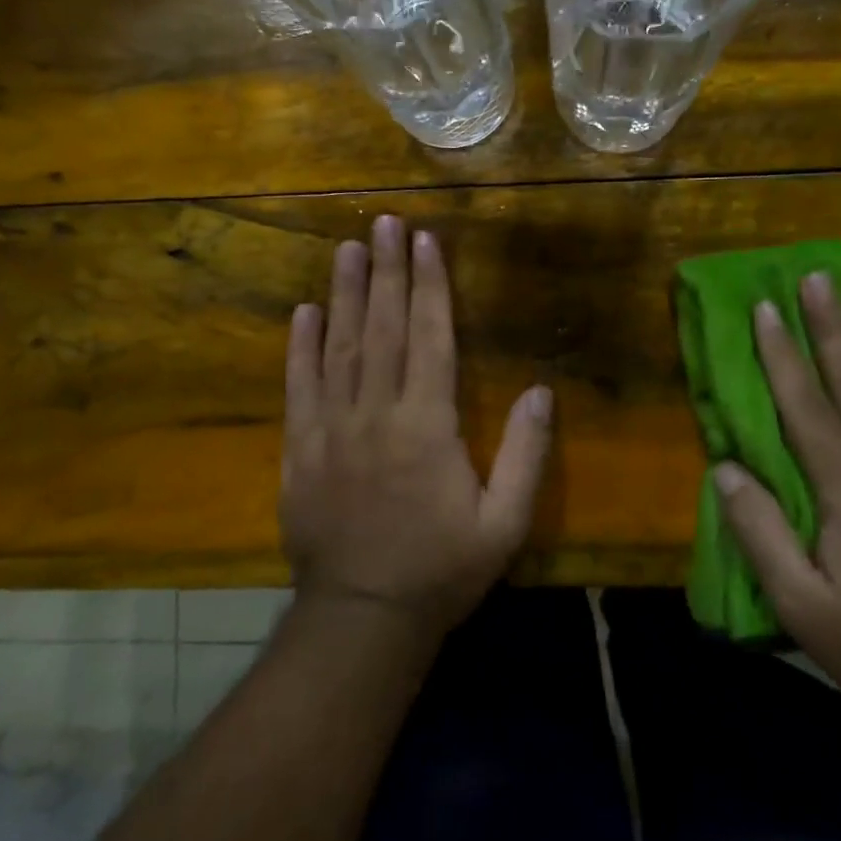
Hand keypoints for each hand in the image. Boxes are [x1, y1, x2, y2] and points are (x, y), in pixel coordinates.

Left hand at [281, 215, 553, 639]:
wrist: (362, 619)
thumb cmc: (442, 570)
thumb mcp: (505, 523)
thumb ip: (526, 455)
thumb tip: (542, 390)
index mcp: (427, 426)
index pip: (431, 338)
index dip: (430, 286)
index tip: (425, 241)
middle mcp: (377, 414)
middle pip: (384, 328)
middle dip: (387, 271)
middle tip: (383, 222)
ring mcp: (331, 429)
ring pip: (340, 347)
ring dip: (345, 294)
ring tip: (348, 249)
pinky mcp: (300, 449)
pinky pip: (299, 387)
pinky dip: (301, 347)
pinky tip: (305, 312)